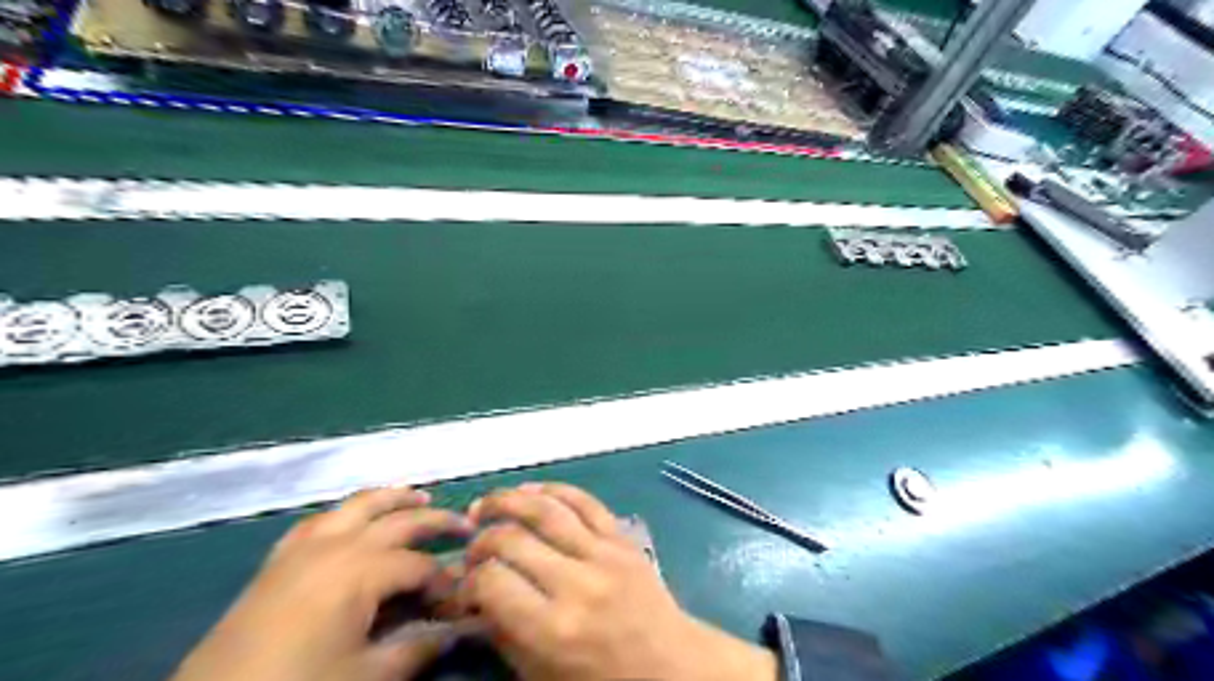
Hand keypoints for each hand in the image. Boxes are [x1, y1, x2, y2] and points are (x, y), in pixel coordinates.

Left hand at [173, 484, 470, 680]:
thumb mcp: (367, 676)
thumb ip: (418, 647)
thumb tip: (459, 629)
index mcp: (361, 570)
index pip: (421, 564)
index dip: (446, 578)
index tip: (463, 595)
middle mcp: (337, 545)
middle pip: (398, 520)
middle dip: (436, 520)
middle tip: (465, 525)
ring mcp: (303, 548)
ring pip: (358, 505)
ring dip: (393, 498)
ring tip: (419, 495)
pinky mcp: (277, 560)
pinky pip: (318, 521)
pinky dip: (345, 512)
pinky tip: (353, 518)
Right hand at [456, 482, 776, 680]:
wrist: (672, 665)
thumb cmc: (602, 680)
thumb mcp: (542, 675)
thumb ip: (504, 634)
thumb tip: (475, 596)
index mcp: (553, 629)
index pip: (492, 582)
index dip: (468, 580)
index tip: (464, 586)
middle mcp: (577, 583)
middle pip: (512, 539)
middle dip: (482, 538)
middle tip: (472, 546)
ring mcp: (603, 554)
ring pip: (547, 510)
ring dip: (509, 499)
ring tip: (485, 504)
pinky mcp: (622, 538)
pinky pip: (585, 501)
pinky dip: (554, 489)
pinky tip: (531, 490)